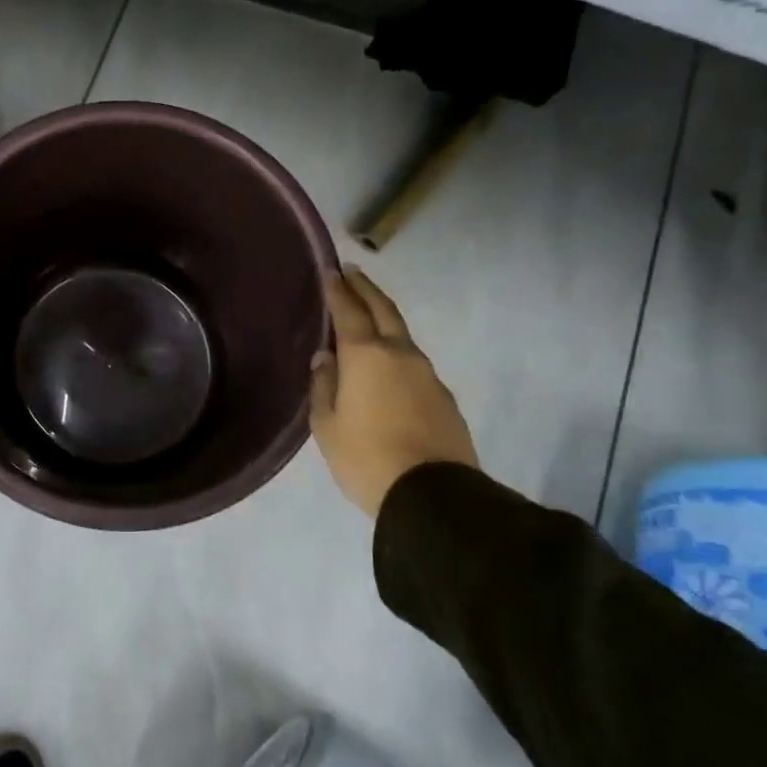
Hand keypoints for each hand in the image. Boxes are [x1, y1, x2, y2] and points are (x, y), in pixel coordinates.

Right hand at [309, 266, 476, 518]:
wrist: (432, 496)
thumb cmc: (365, 458)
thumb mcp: (326, 426)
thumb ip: (323, 386)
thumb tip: (325, 359)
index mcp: (366, 356)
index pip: (348, 312)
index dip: (338, 290)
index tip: (331, 270)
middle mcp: (400, 354)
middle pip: (384, 310)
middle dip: (366, 289)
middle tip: (354, 272)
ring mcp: (427, 375)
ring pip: (403, 336)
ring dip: (384, 319)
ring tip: (368, 317)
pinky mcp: (444, 397)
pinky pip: (414, 364)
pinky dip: (398, 352)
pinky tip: (388, 366)